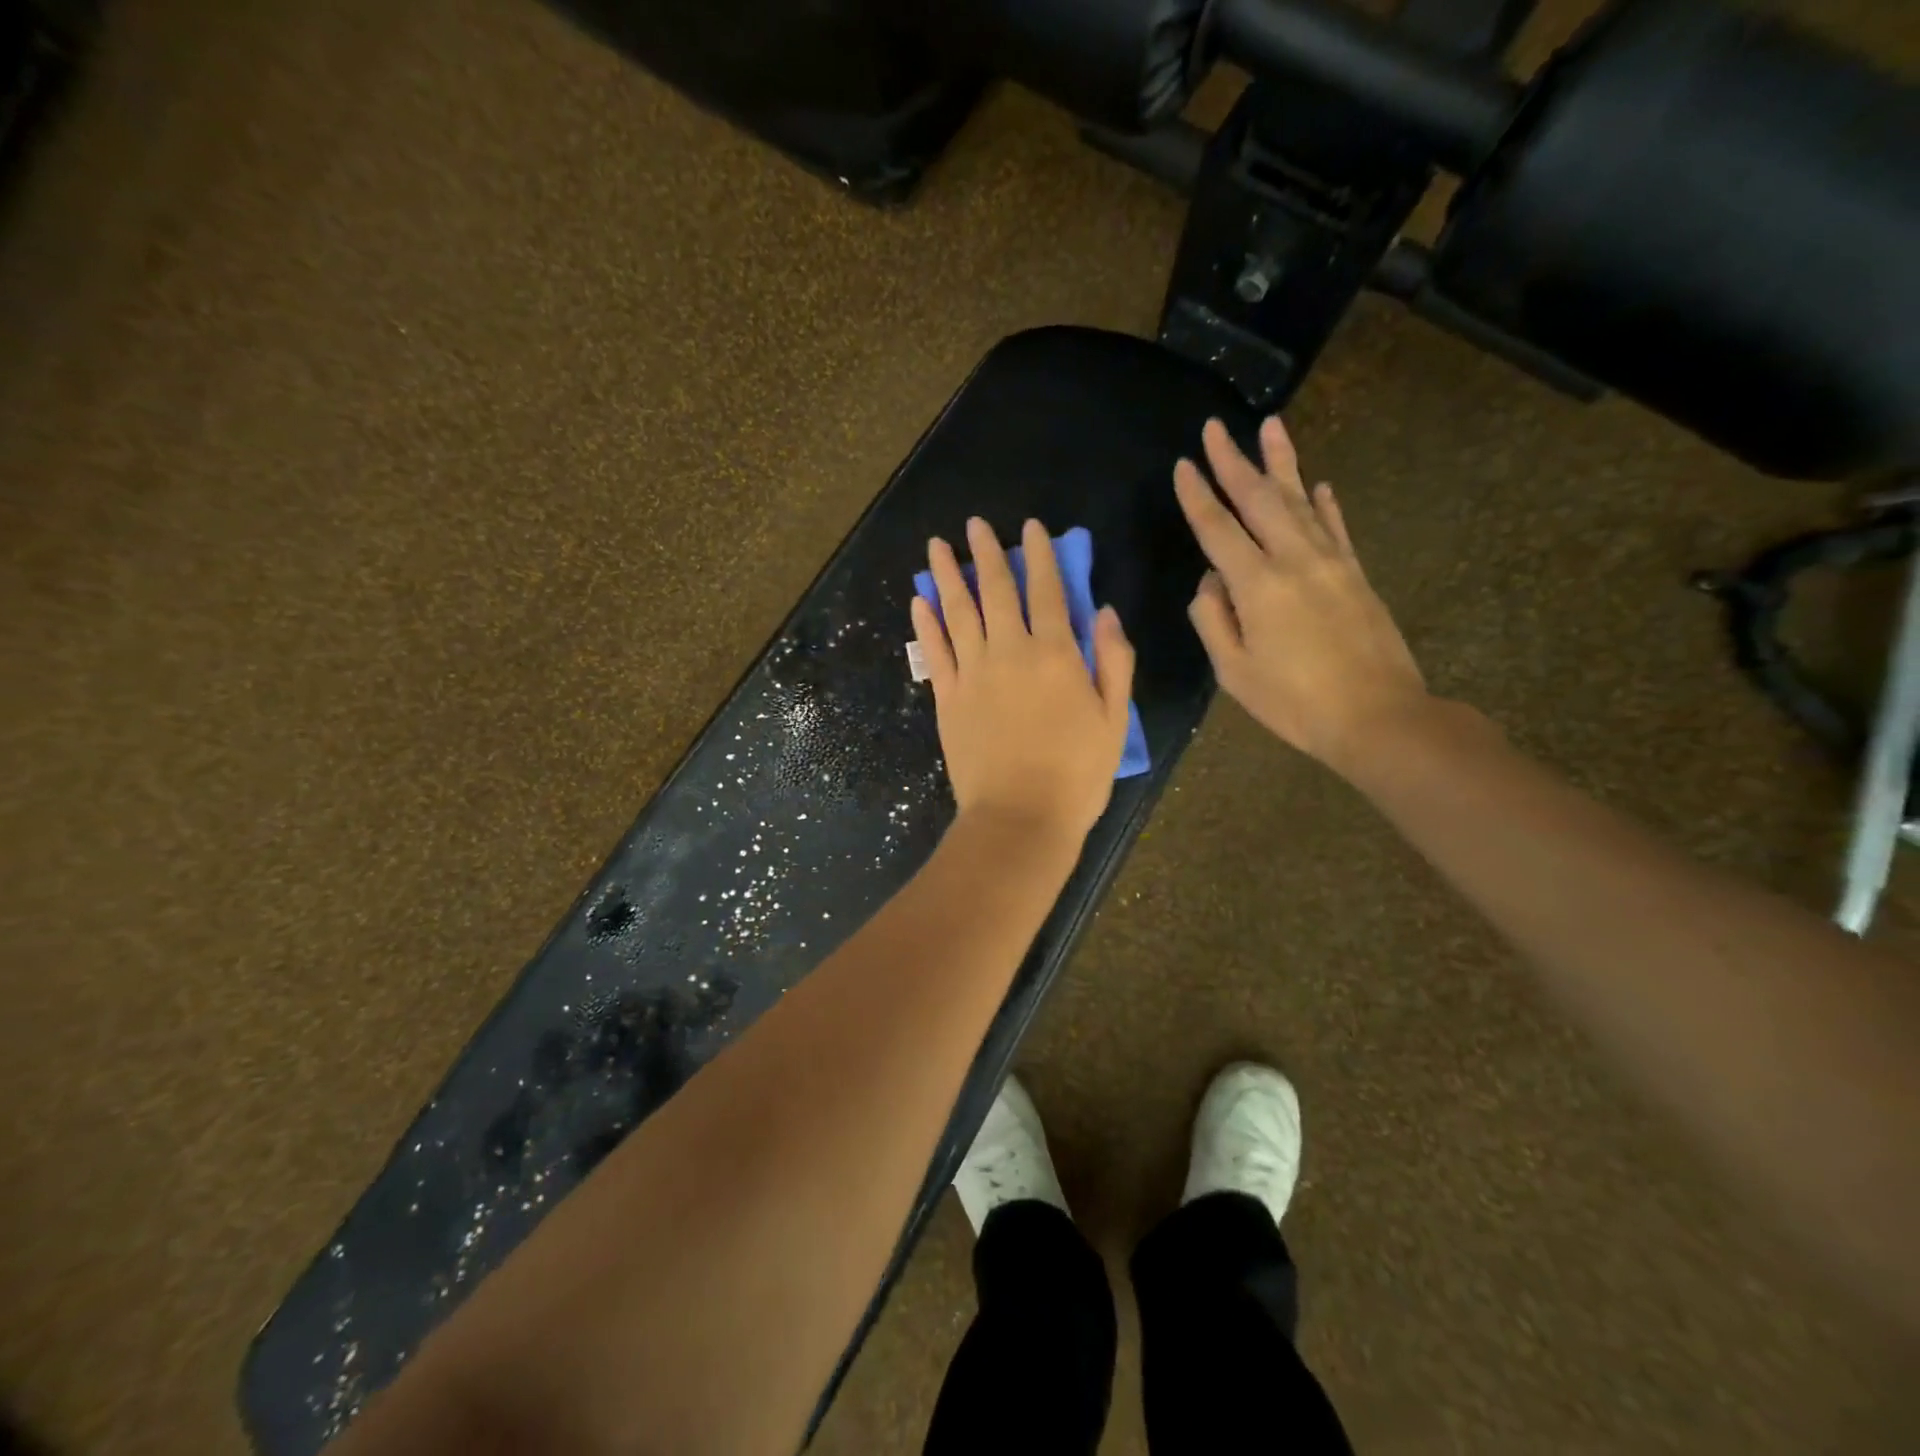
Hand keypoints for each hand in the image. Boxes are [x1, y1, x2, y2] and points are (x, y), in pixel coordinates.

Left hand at [912, 518, 1136, 840]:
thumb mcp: (1114, 719)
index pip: (1048, 591)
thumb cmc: (1077, 774)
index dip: (1040, 556)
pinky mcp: (947, 699)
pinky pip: (934, 652)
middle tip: (975, 524)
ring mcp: (973, 674)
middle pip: (997, 591)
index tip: (1030, 528)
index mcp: (1056, 655)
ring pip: (958, 613)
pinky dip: (926, 624)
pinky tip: (919, 601)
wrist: (1020, 818)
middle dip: (987, 553)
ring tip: (937, 546)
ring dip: (948, 577)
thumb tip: (1104, 612)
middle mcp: (1011, 653)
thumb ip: (1114, 661)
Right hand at [1174, 416, 1428, 771]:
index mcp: (1257, 585)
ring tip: (1271, 425)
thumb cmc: (1294, 702)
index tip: (1183, 465)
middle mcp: (1294, 560)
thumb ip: (1213, 620)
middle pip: (1259, 499)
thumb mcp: (1234, 672)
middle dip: (1233, 461)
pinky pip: (1335, 527)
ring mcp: (1331, 562)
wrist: (1378, 717)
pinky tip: (1319, 484)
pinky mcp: (1356, 573)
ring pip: (1301, 500)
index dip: (1197, 496)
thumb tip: (1210, 582)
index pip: (1218, 529)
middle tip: (1216, 427)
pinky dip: (1324, 503)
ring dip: (1283, 462)